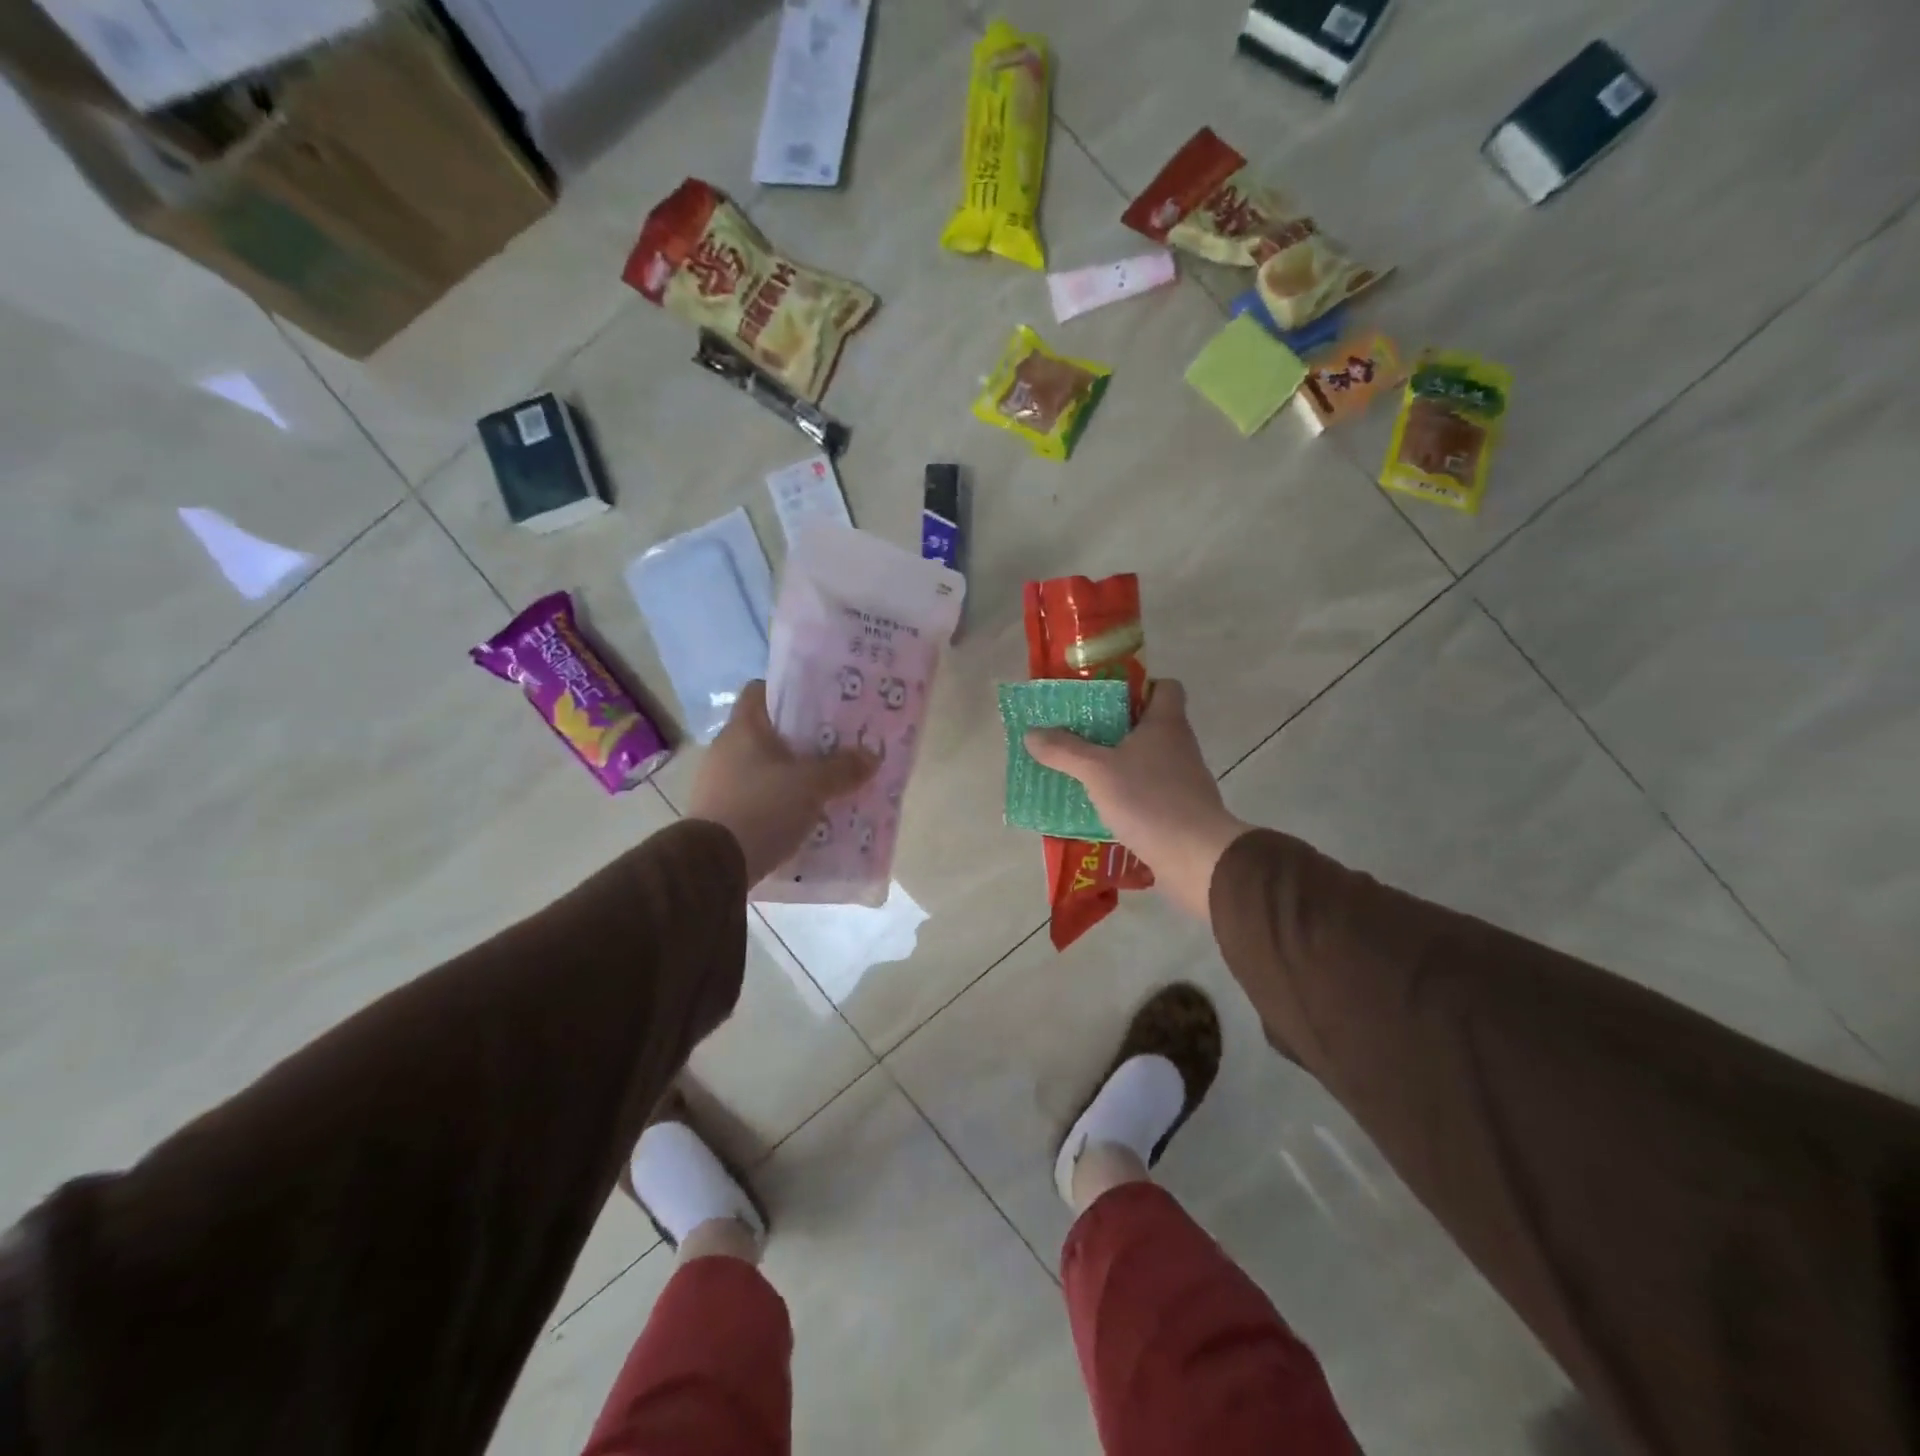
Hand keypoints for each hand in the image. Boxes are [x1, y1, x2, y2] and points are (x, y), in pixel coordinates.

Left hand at [686, 681, 878, 884]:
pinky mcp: (719, 813)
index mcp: (743, 728)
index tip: (818, 704)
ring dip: (789, 773)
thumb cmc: (762, 808)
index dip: (789, 692)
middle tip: (834, 746)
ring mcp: (718, 782)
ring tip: (823, 783)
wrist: (714, 865)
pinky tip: (801, 814)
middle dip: (800, 739)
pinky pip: (755, 796)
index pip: (760, 691)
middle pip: (766, 731)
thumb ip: (843, 769)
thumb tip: (872, 755)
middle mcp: (725, 749)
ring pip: (762, 766)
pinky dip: (776, 801)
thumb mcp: (812, 786)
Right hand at [1025, 680, 1247, 919]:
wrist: (1197, 857)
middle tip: (1079, 734)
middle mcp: (1179, 746)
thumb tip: (1032, 733)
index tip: (1107, 698)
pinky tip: (1101, 806)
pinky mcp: (1181, 810)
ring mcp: (1183, 780)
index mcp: (1165, 723)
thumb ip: (1064, 750)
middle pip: (1149, 724)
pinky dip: (1128, 795)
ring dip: (1119, 764)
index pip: (1165, 687)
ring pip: (1147, 760)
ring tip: (1081, 771)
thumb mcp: (1097, 771)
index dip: (1140, 686)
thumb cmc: (1149, 800)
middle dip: (1114, 728)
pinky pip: (1149, 792)